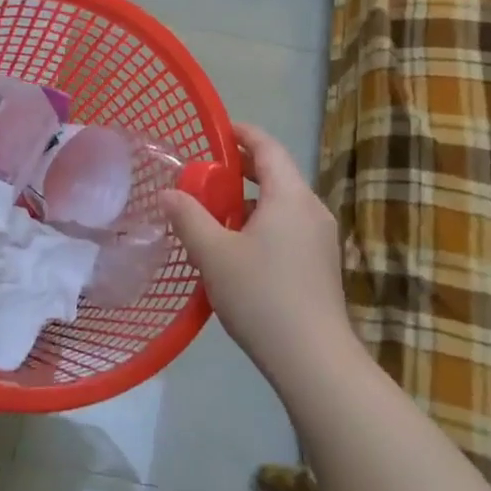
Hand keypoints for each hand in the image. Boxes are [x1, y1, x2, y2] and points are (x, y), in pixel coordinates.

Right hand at [161, 123, 356, 386]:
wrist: (313, 359)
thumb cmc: (261, 296)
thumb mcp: (214, 254)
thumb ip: (189, 218)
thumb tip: (168, 193)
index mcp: (290, 196)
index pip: (267, 147)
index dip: (242, 134)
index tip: (217, 131)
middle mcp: (312, 208)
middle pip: (277, 174)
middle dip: (241, 170)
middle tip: (206, 175)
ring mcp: (321, 238)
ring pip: (282, 204)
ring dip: (251, 202)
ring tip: (216, 215)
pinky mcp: (321, 264)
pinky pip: (289, 227)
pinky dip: (263, 224)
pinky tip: (239, 250)